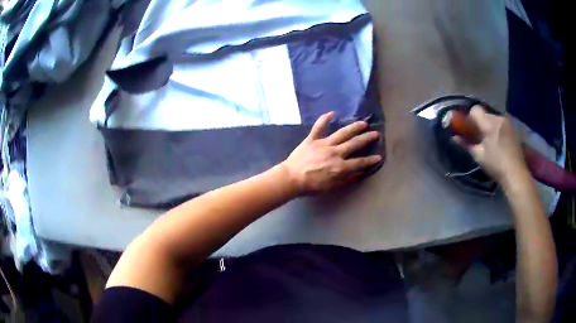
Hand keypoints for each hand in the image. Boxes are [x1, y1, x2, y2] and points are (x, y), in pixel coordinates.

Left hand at [282, 112, 381, 194]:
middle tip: (376, 134)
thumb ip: (346, 179)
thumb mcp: (331, 187)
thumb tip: (359, 172)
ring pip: (342, 133)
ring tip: (363, 123)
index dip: (370, 160)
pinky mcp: (312, 139)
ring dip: (354, 127)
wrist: (291, 178)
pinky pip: (319, 127)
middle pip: (355, 144)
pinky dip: (325, 119)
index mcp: (340, 166)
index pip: (360, 162)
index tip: (379, 156)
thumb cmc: (311, 186)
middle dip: (367, 139)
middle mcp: (335, 153)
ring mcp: (324, 144)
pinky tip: (332, 113)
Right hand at [455, 106, 527, 185]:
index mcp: (489, 123)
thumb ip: (466, 144)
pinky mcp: (513, 128)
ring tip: (490, 142)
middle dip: (480, 123)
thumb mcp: (479, 156)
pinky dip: (497, 129)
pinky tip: (499, 142)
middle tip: (480, 138)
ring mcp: (508, 122)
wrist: (516, 174)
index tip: (469, 130)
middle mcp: (499, 117)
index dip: (470, 118)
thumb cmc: (496, 165)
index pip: (475, 110)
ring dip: (489, 126)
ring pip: (493, 118)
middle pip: (485, 114)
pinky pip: (501, 123)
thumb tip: (455, 137)